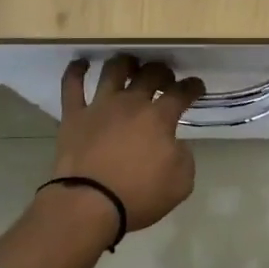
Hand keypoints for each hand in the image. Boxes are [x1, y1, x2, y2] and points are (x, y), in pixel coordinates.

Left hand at [52, 55, 206, 230]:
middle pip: (150, 74)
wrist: (90, 204)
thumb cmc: (139, 195)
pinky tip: (81, 64)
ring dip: (125, 63)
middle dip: (161, 71)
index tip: (197, 86)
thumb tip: (175, 144)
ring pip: (113, 71)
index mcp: (159, 118)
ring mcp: (100, 106)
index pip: (181, 93)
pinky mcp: (73, 115)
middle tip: (165, 77)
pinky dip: (76, 71)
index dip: (192, 87)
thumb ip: (184, 157)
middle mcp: (130, 103)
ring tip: (130, 64)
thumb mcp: (181, 183)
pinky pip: (72, 85)